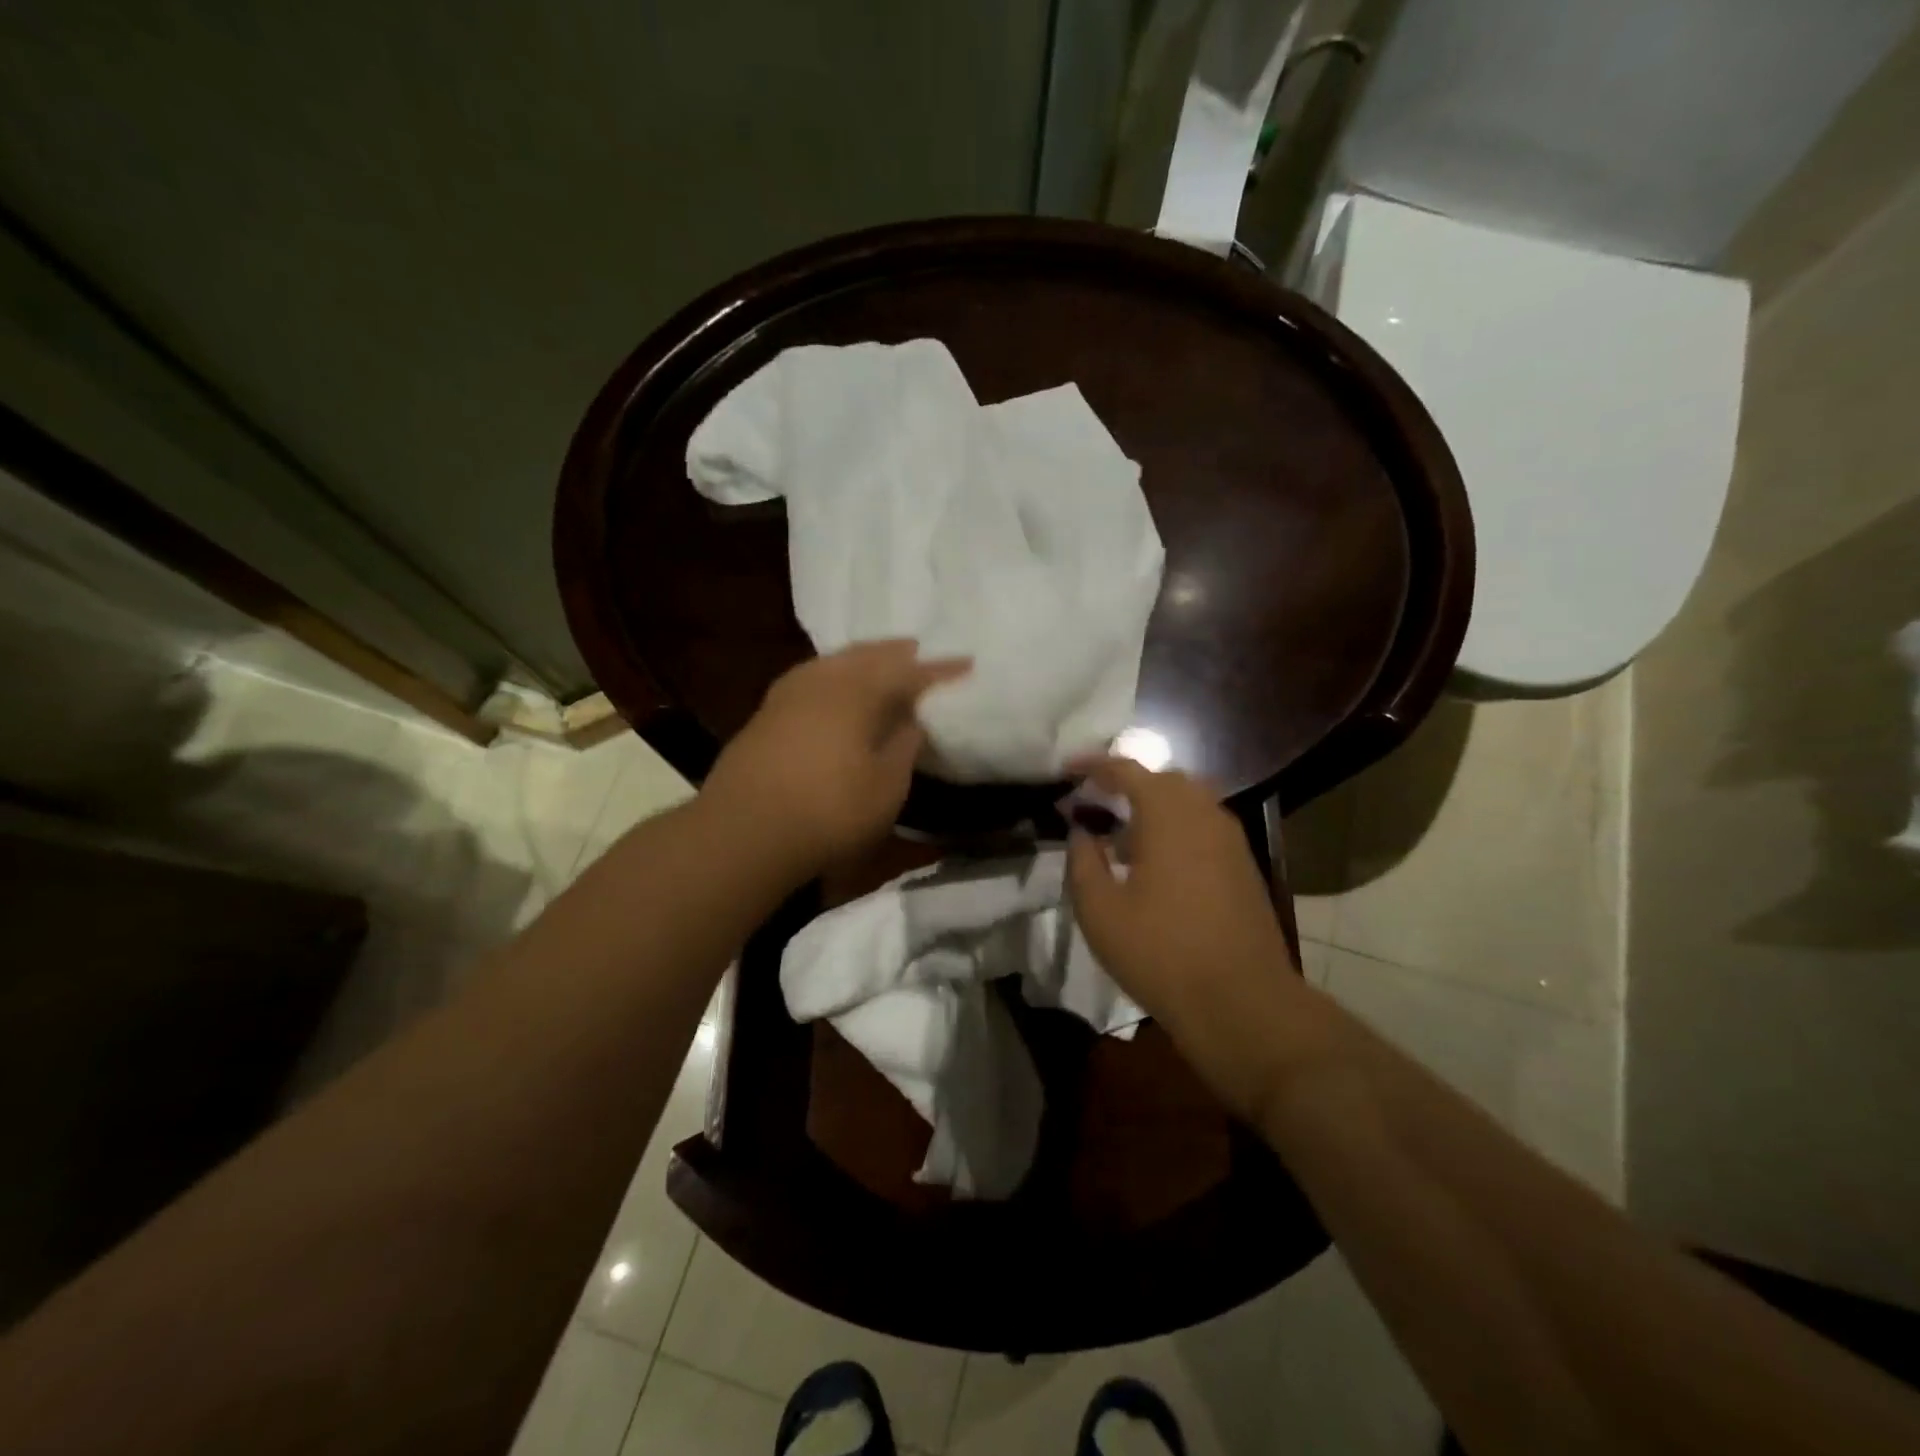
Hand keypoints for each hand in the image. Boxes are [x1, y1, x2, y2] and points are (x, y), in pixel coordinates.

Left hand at [703, 640, 969, 873]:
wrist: (742, 832)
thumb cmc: (829, 811)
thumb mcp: (886, 786)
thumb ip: (904, 745)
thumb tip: (911, 718)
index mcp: (857, 691)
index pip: (909, 672)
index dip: (940, 670)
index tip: (967, 663)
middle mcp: (822, 680)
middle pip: (867, 655)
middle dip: (896, 653)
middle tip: (919, 651)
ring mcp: (788, 694)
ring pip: (834, 662)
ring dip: (862, 659)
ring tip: (880, 663)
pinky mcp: (766, 713)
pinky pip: (813, 678)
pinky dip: (835, 675)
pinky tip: (835, 688)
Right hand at [1067, 757, 1330, 1122]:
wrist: (1241, 1003)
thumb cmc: (1160, 952)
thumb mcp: (1100, 910)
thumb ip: (1083, 860)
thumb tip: (1082, 831)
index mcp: (1168, 814)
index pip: (1126, 769)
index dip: (1092, 765)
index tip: (1066, 770)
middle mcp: (1205, 813)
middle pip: (1162, 780)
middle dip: (1125, 783)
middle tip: (1093, 802)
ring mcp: (1230, 840)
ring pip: (1187, 803)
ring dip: (1152, 808)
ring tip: (1121, 837)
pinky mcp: (1242, 866)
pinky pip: (1203, 827)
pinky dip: (1175, 829)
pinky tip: (1155, 865)